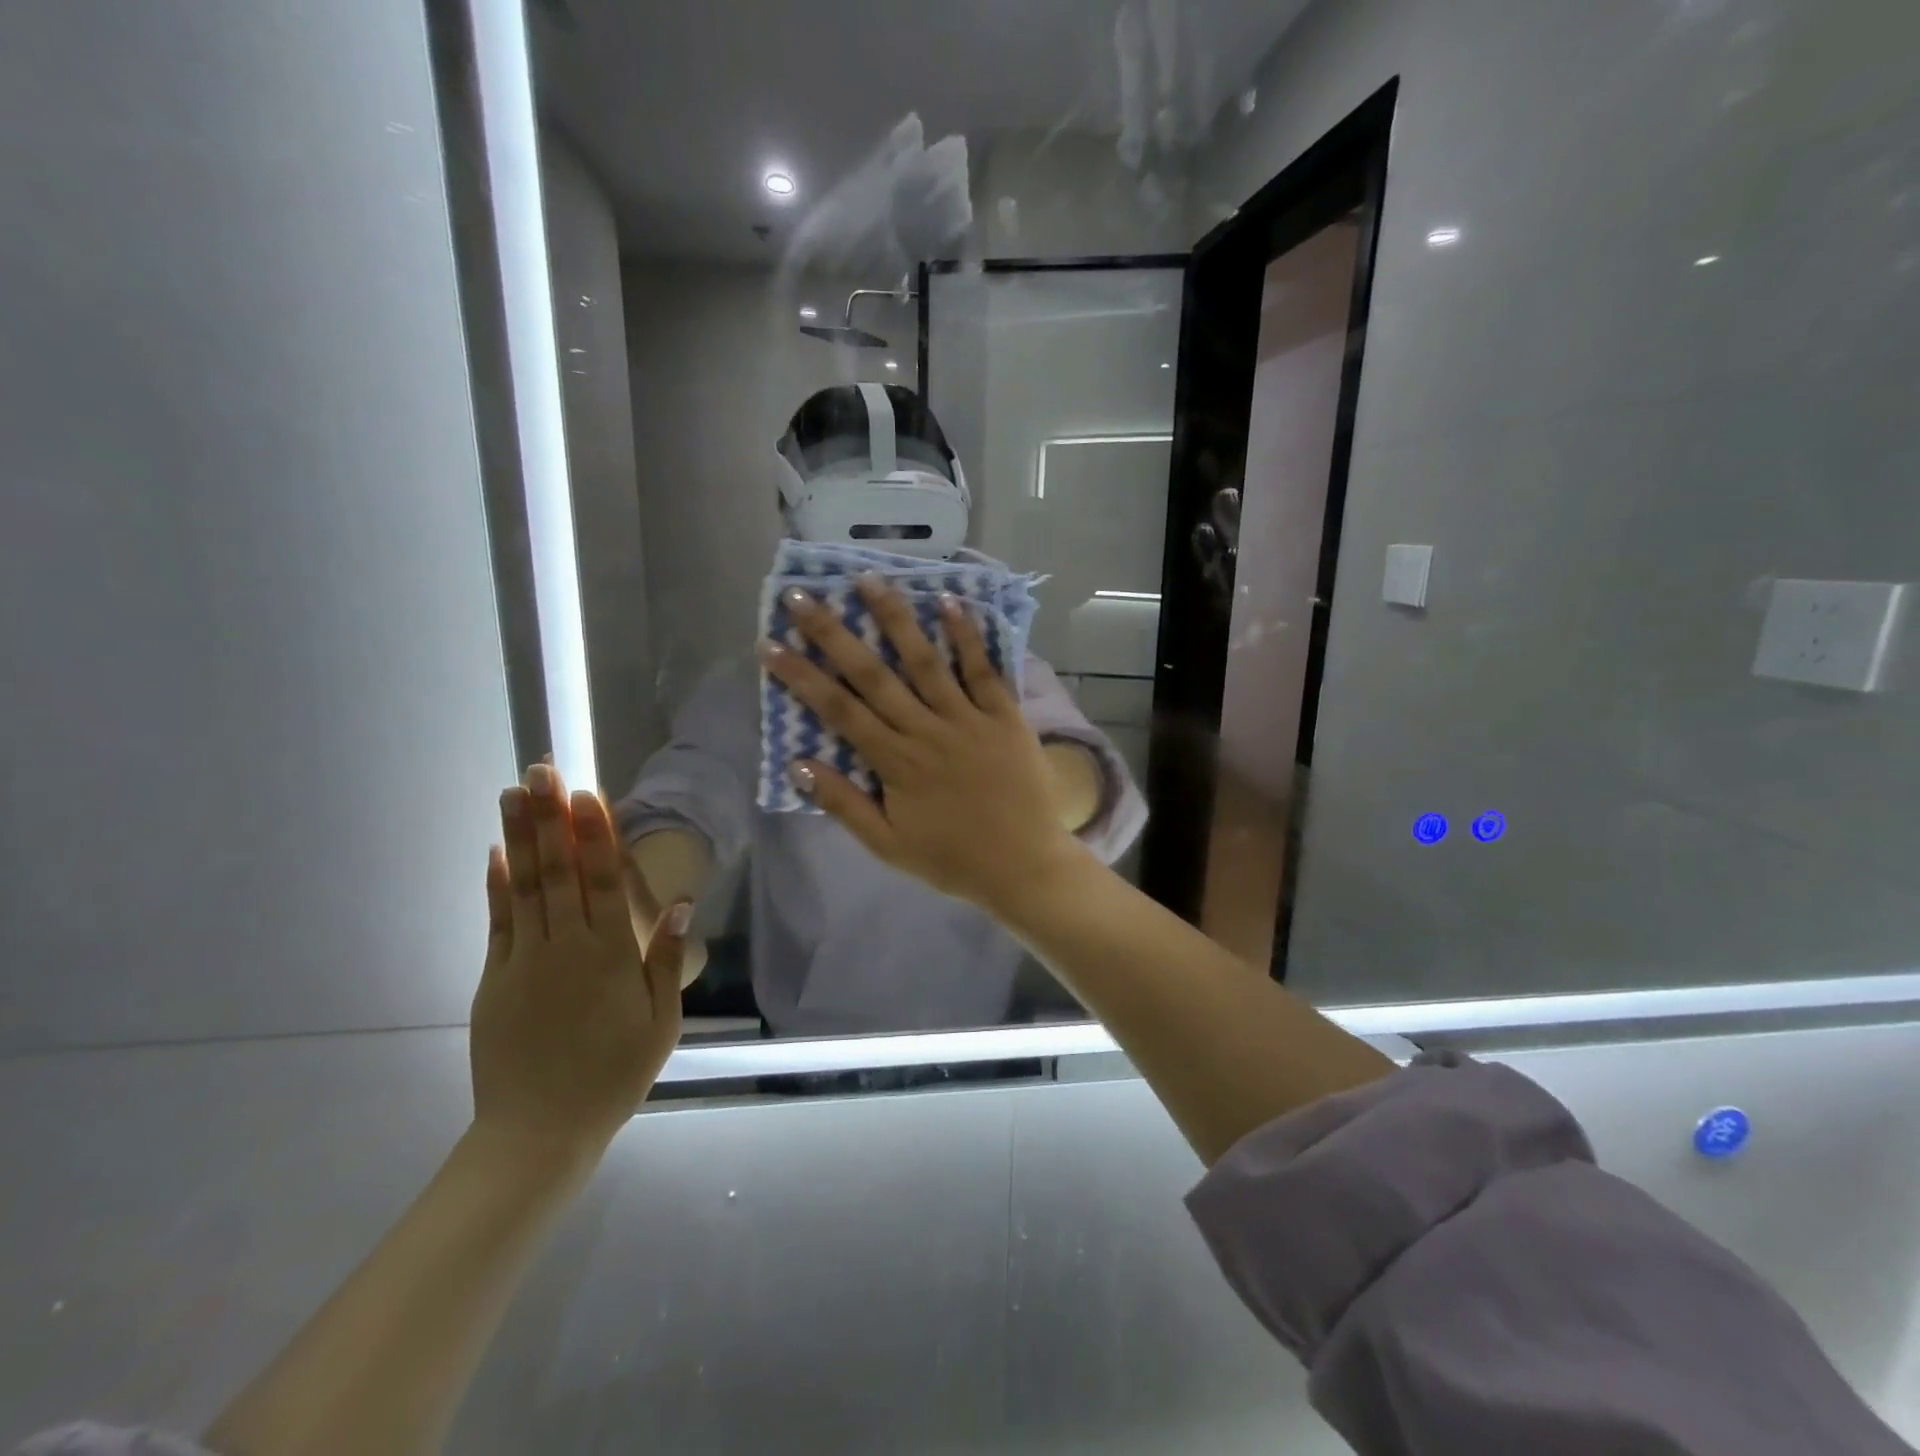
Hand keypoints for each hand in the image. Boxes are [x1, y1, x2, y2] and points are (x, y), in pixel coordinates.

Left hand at [470, 763, 689, 1161]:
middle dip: (550, 818)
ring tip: (512, 793)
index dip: (596, 834)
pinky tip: (496, 852)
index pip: (604, 881)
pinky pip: (497, 922)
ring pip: (523, 886)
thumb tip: (677, 903)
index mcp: (609, 956)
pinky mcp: (494, 979)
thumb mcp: (660, 1023)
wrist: (538, 1133)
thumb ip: (665, 960)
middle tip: (541, 771)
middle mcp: (564, 947)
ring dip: (518, 837)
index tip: (587, 793)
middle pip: (559, 872)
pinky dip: (496, 884)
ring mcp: (523, 961)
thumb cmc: (613, 1076)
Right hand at [759, 577, 1086, 913]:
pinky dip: (967, 636)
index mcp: (896, 762)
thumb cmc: (953, 859)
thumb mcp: (889, 845)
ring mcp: (968, 718)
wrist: (1025, 865)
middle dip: (834, 634)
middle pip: (873, 675)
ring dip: (894, 618)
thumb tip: (798, 763)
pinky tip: (949, 602)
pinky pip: (984, 670)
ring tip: (868, 579)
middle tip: (803, 597)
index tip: (771, 645)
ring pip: (925, 660)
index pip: (838, 711)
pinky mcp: (1005, 715)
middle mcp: (926, 730)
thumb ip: (844, 804)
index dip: (802, 676)